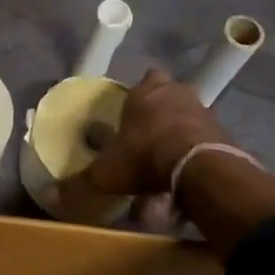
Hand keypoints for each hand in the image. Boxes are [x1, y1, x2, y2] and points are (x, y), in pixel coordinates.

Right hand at [78, 67, 233, 198]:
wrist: (199, 168)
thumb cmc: (145, 157)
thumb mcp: (106, 174)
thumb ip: (80, 183)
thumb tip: (52, 195)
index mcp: (145, 92)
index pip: (144, 79)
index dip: (138, 94)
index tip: (130, 113)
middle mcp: (176, 93)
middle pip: (168, 94)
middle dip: (158, 112)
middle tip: (145, 137)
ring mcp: (203, 110)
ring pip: (187, 116)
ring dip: (177, 134)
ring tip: (164, 163)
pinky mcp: (222, 131)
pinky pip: (203, 139)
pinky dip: (193, 153)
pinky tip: (183, 175)